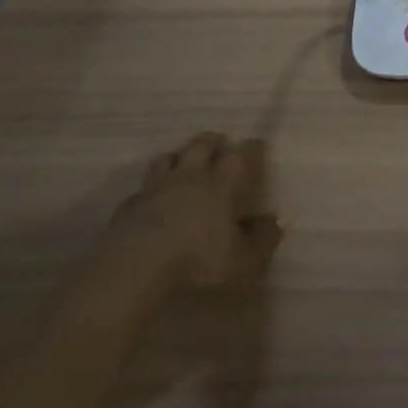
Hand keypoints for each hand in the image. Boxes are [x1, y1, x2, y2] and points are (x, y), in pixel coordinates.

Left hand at [114, 133, 283, 288]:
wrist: (135, 266)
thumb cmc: (197, 260)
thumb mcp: (243, 260)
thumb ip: (264, 239)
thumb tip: (279, 220)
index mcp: (220, 185)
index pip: (239, 156)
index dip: (250, 148)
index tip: (257, 144)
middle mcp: (188, 177)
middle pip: (201, 146)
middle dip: (213, 141)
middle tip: (220, 141)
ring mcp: (155, 188)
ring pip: (167, 159)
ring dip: (178, 155)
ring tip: (183, 159)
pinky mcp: (129, 206)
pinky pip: (141, 189)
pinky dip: (150, 188)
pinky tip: (151, 198)